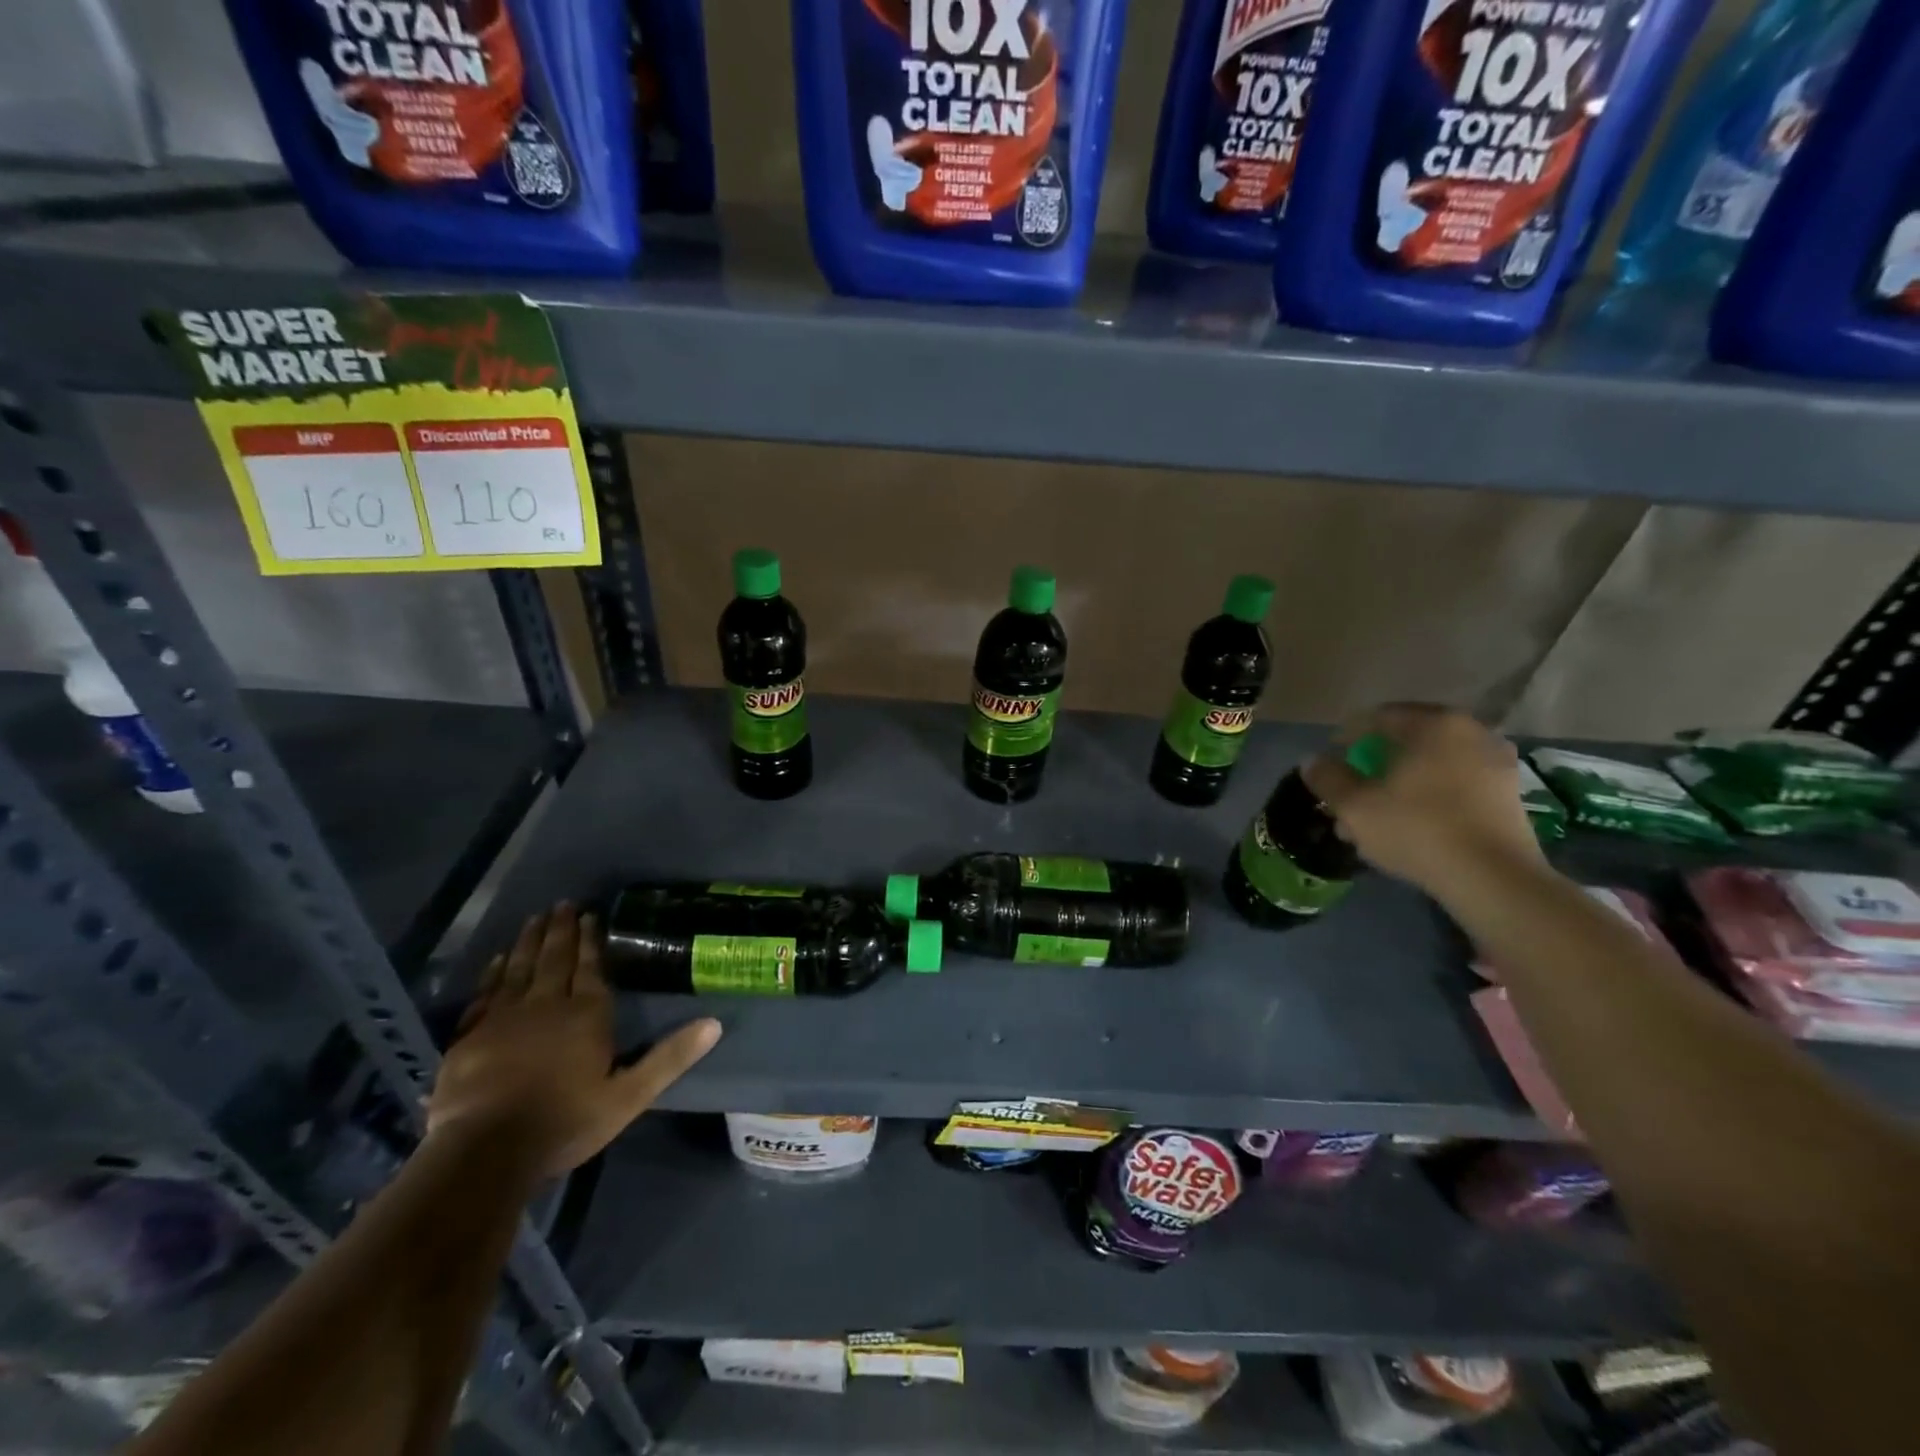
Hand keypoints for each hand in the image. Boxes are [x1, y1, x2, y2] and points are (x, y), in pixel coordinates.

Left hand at [426, 903, 720, 1178]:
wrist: (486, 1153)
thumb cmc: (566, 1122)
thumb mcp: (630, 1096)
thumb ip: (670, 1057)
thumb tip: (714, 1023)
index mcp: (586, 1014)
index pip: (591, 966)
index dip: (591, 939)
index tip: (591, 914)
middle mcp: (546, 1004)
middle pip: (554, 958)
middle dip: (561, 929)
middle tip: (563, 904)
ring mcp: (503, 1018)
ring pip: (519, 968)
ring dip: (528, 941)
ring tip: (535, 918)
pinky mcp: (470, 1036)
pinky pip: (484, 993)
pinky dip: (492, 973)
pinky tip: (497, 960)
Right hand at [1301, 703, 1542, 898]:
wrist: (1493, 878)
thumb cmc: (1416, 828)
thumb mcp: (1354, 805)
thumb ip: (1328, 777)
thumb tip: (1312, 761)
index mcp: (1433, 723)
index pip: (1377, 718)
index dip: (1347, 739)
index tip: (1331, 766)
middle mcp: (1470, 732)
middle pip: (1407, 743)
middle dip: (1375, 766)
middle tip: (1353, 792)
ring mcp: (1496, 763)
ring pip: (1432, 766)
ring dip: (1402, 784)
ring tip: (1378, 817)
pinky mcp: (1509, 795)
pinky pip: (1456, 785)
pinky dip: (1431, 797)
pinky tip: (1413, 826)